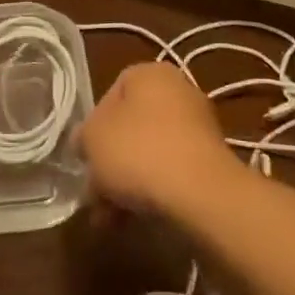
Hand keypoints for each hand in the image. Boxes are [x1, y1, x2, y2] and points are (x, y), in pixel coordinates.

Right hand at [81, 62, 243, 216]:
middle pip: (131, 127)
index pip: (111, 93)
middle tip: (95, 193)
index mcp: (151, 73)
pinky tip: (134, 221)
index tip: (86, 155)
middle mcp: (178, 91)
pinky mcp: (211, 162)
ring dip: (127, 183)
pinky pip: (171, 172)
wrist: (201, 194)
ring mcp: (199, 127)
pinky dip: (153, 192)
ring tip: (110, 218)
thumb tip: (85, 141)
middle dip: (110, 162)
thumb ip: (83, 136)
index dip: (93, 126)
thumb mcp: (92, 138)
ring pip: (150, 153)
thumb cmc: (139, 151)